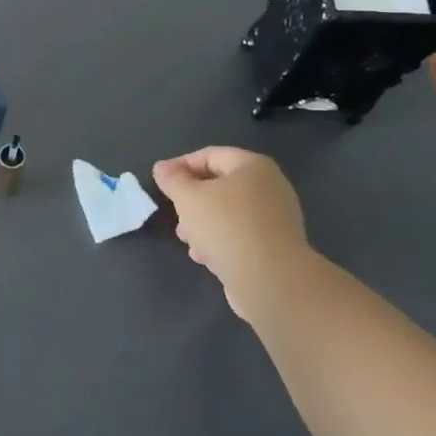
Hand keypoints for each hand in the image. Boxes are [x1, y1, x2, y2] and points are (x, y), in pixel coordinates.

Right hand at [152, 146, 315, 324]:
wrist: (271, 280)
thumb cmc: (226, 227)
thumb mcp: (188, 197)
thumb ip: (172, 179)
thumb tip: (163, 168)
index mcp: (253, 167)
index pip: (210, 155)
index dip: (180, 165)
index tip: (160, 182)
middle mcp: (269, 187)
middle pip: (219, 185)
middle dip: (191, 201)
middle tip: (175, 215)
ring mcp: (275, 218)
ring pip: (228, 213)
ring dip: (202, 224)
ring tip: (188, 241)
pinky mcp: (275, 246)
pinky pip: (240, 235)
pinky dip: (221, 241)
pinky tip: (206, 258)